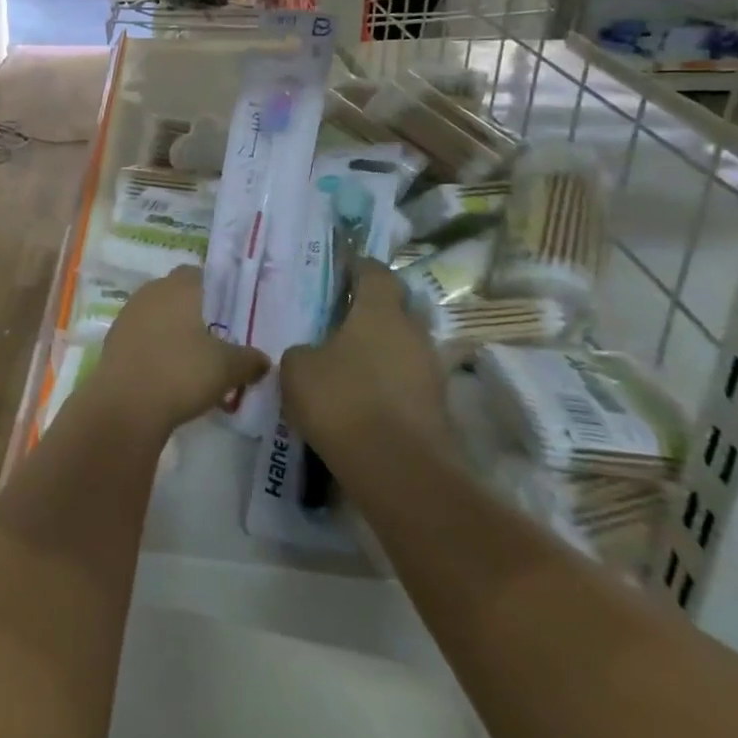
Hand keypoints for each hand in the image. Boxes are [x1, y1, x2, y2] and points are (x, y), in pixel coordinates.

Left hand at [85, 266, 268, 439]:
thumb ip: (249, 359)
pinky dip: (156, 347)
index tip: (231, 316)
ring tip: (195, 360)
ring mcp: (128, 314)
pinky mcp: (114, 339)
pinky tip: (168, 372)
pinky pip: (142, 336)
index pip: (200, 275)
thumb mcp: (227, 368)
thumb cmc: (181, 373)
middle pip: (177, 294)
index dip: (217, 292)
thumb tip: (263, 359)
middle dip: (196, 313)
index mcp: (178, 287)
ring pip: (158, 315)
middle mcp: (150, 292)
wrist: (126, 404)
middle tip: (217, 339)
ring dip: (174, 331)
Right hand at [280, 259, 450, 453]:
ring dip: (381, 350)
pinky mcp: (438, 409)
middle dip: (372, 311)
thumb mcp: (298, 369)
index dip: (359, 266)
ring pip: (404, 348)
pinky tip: (363, 398)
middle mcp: (413, 334)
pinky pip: (408, 382)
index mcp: (380, 312)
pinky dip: (388, 384)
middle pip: (396, 309)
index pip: (375, 273)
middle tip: (341, 318)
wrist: (399, 472)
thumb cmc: (342, 402)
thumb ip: (303, 351)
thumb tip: (313, 354)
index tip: (342, 266)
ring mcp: (432, 372)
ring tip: (349, 362)